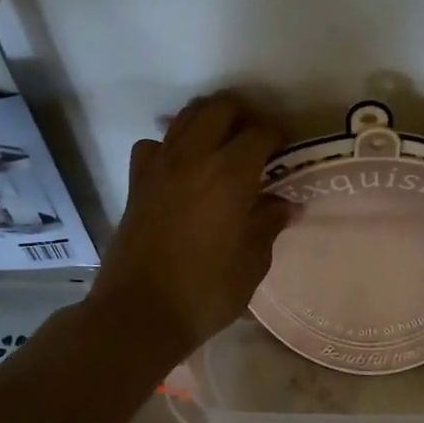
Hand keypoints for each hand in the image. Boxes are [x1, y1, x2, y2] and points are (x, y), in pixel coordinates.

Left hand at [88, 91, 291, 359]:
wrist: (138, 314)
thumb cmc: (205, 292)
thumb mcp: (252, 263)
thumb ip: (268, 224)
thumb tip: (284, 204)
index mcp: (230, 174)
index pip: (260, 132)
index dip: (278, 136)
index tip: (287, 151)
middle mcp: (193, 157)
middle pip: (220, 108)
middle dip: (244, 117)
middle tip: (256, 145)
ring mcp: (159, 166)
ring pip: (186, 117)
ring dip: (209, 122)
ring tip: (223, 148)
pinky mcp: (136, 182)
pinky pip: (154, 145)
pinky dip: (170, 146)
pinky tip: (180, 169)